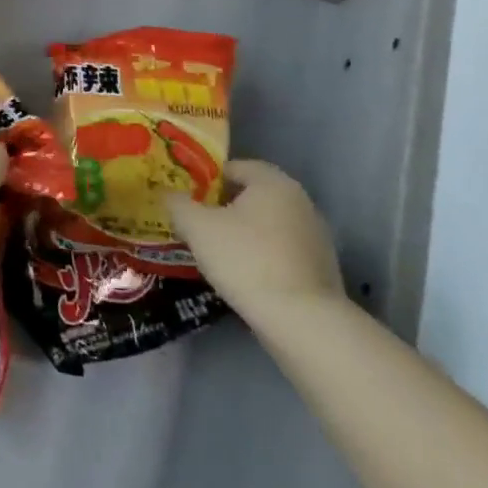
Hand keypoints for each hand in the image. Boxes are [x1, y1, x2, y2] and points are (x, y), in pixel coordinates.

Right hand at [166, 159, 342, 321]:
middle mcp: (300, 201)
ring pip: (267, 224)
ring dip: (243, 232)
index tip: (187, 200)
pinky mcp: (321, 266)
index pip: (233, 167)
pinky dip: (262, 255)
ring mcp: (316, 235)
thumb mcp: (196, 227)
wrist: (302, 320)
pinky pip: (282, 249)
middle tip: (196, 224)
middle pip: (251, 195)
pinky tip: (245, 275)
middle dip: (223, 207)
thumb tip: (166, 193)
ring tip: (217, 253)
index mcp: (273, 182)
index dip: (205, 180)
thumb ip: (177, 203)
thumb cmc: (245, 259)